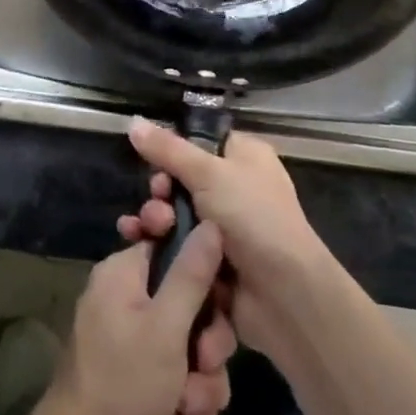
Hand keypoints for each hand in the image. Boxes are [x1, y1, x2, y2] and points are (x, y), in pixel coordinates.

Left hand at [21, 222, 236, 414]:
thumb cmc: (122, 385)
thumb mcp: (165, 327)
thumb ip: (192, 275)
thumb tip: (211, 223)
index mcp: (125, 275)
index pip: (174, 250)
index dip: (204, 277)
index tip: (218, 303)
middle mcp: (127, 304)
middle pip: (191, 308)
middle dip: (207, 348)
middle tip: (202, 366)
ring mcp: (133, 348)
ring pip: (192, 354)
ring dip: (200, 388)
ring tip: (186, 412)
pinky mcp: (141, 388)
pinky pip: (181, 387)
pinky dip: (187, 414)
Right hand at [118, 120, 338, 359]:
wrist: (283, 293)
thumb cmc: (252, 217)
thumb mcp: (208, 172)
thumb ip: (168, 149)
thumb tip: (132, 121)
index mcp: (243, 157)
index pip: (199, 142)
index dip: (173, 151)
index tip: (155, 163)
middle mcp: (234, 188)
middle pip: (180, 179)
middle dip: (160, 190)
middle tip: (157, 201)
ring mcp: (222, 227)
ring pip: (174, 213)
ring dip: (155, 217)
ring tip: (151, 228)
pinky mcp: (210, 261)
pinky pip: (176, 244)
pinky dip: (157, 243)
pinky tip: (136, 243)